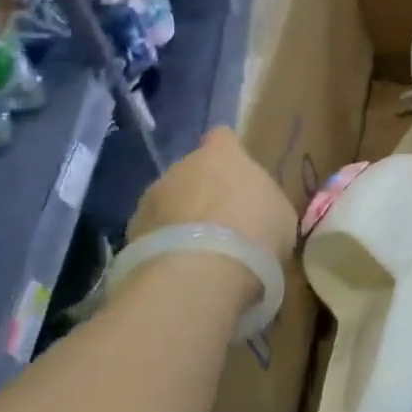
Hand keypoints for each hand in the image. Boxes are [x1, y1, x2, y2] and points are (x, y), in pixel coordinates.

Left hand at [128, 127, 297, 265]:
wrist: (201, 272)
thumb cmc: (255, 231)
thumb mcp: (280, 213)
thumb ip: (264, 201)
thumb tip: (256, 207)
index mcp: (222, 155)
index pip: (223, 138)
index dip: (230, 156)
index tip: (239, 177)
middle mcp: (181, 167)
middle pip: (191, 173)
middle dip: (202, 193)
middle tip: (223, 224)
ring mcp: (150, 199)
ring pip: (168, 203)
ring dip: (180, 220)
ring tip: (200, 252)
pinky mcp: (131, 234)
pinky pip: (153, 234)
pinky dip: (165, 247)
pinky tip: (181, 269)